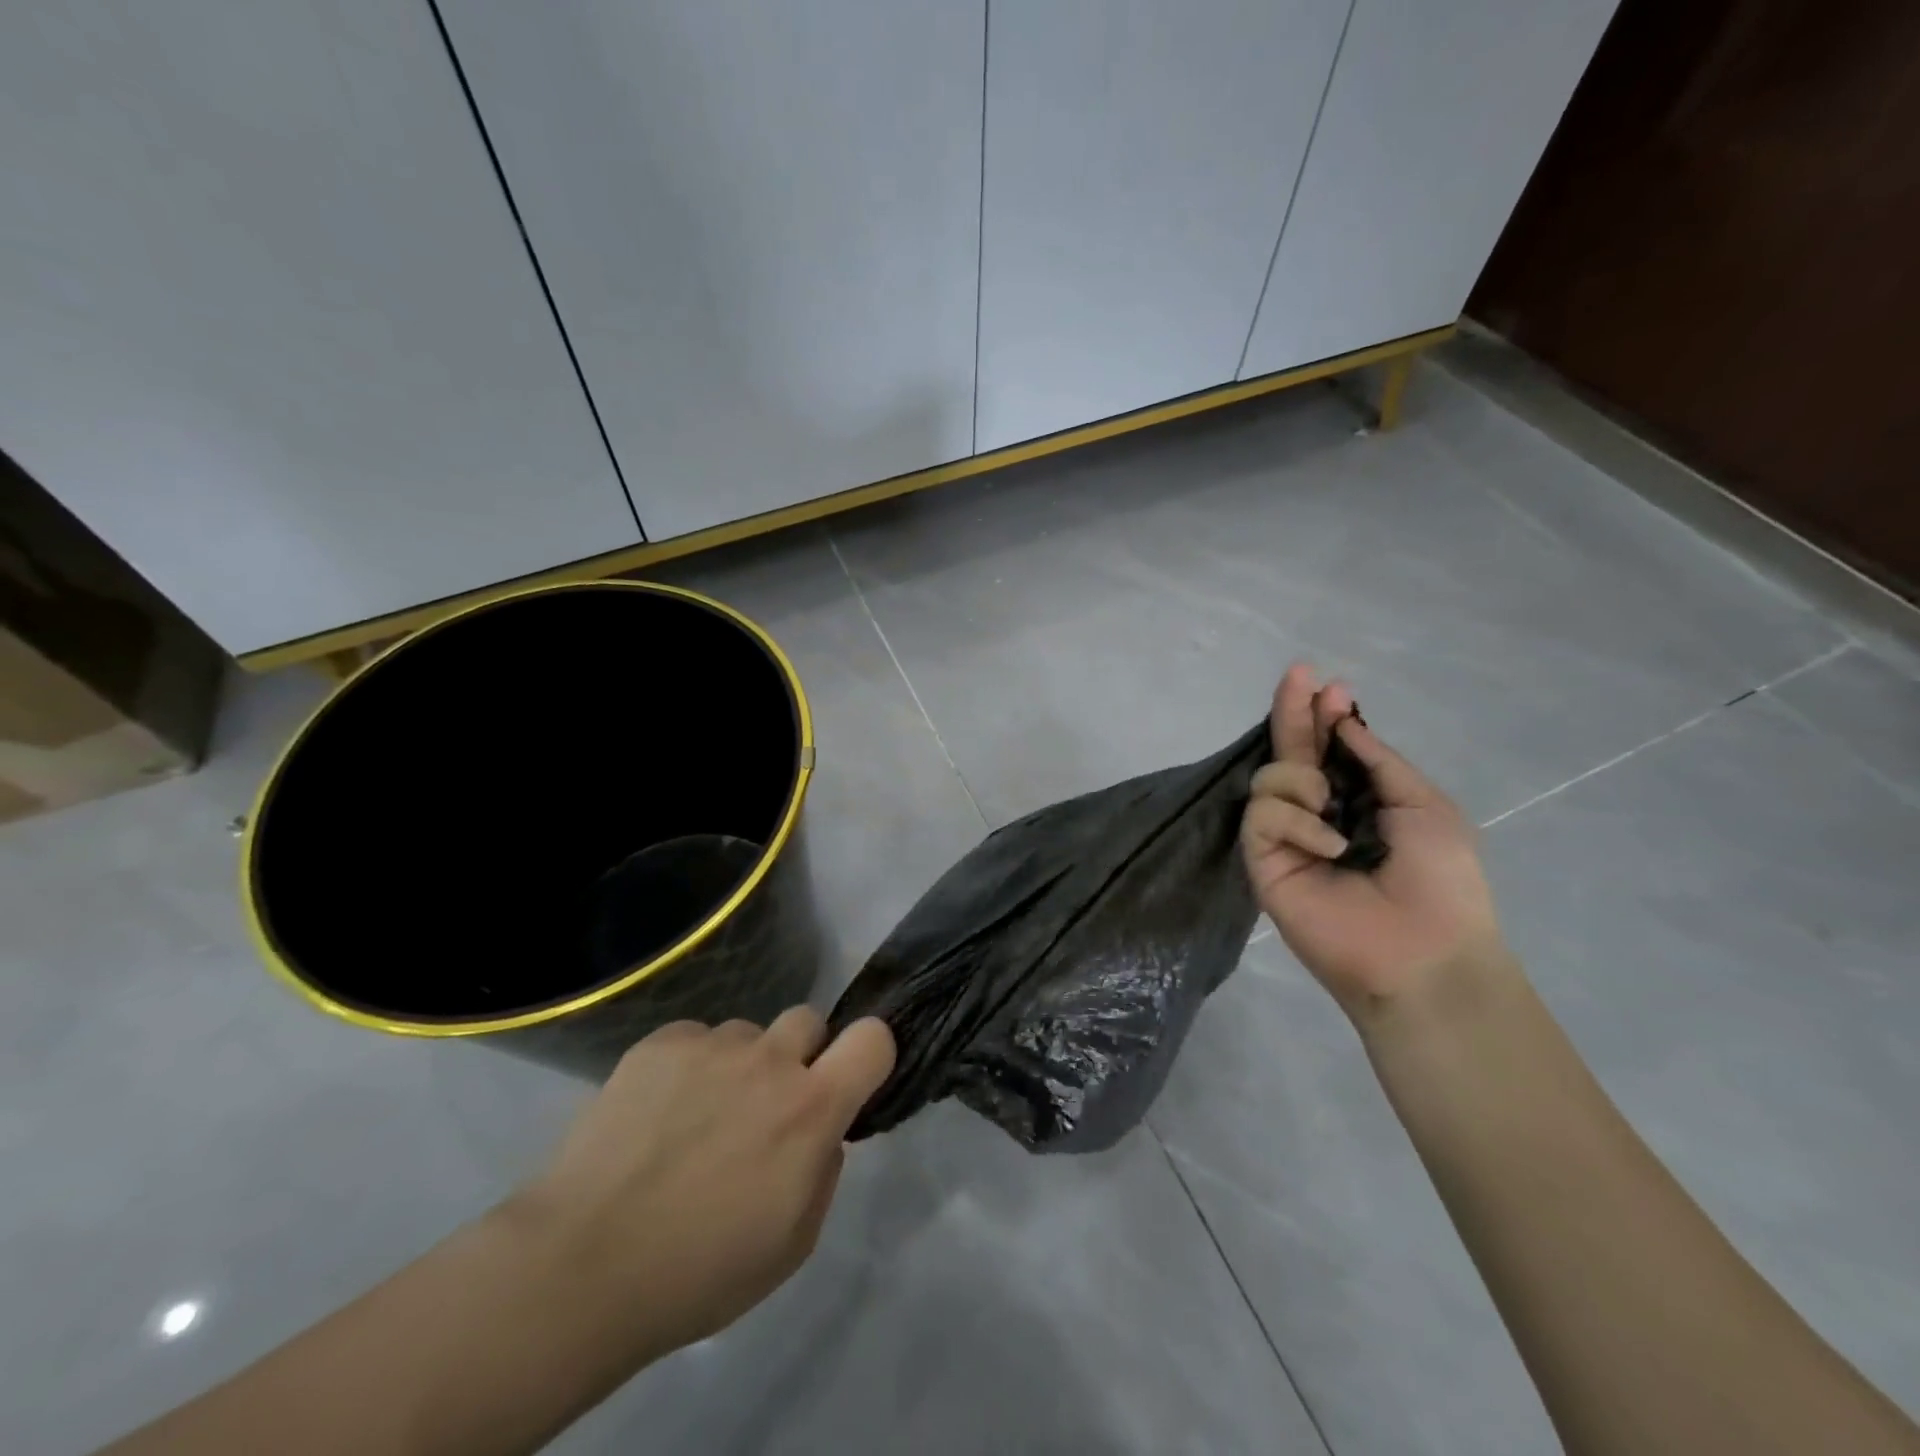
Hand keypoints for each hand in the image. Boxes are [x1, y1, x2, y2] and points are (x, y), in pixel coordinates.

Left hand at [514, 1008, 894, 1359]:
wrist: (582, 1264)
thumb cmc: (698, 1272)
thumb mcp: (792, 1244)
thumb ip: (823, 1171)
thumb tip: (821, 1133)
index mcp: (811, 1108)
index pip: (873, 1038)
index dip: (870, 1049)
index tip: (849, 1077)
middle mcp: (769, 1061)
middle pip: (809, 1019)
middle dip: (799, 1054)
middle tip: (766, 1104)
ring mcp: (712, 1045)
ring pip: (746, 1034)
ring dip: (738, 1066)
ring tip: (695, 1118)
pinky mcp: (660, 1043)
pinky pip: (694, 1039)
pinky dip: (688, 1067)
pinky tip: (657, 1114)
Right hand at [1241, 664, 1504, 1018]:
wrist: (1423, 951)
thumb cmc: (1441, 880)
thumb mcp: (1423, 805)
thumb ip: (1376, 761)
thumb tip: (1342, 723)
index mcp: (1357, 800)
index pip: (1328, 749)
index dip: (1323, 715)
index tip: (1328, 684)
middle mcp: (1316, 812)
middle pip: (1290, 751)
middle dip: (1292, 711)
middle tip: (1296, 674)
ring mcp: (1286, 837)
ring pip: (1270, 778)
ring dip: (1302, 778)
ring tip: (1331, 804)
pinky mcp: (1263, 860)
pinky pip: (1264, 816)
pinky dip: (1298, 822)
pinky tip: (1329, 846)